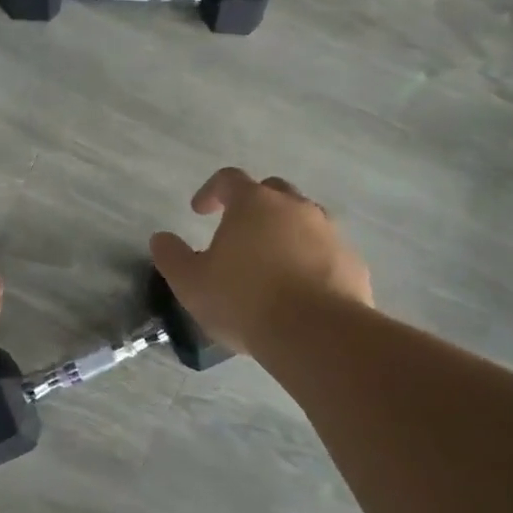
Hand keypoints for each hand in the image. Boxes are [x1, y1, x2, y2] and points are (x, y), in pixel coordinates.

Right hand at [150, 168, 372, 354]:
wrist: (316, 333)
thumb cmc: (244, 300)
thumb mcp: (191, 283)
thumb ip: (172, 257)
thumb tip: (161, 239)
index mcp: (254, 203)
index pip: (229, 179)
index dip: (211, 192)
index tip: (200, 211)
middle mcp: (295, 207)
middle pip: (273, 191)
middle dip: (254, 206)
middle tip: (239, 232)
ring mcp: (329, 232)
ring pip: (305, 220)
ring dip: (285, 233)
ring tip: (271, 265)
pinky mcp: (352, 262)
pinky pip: (326, 252)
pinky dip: (311, 261)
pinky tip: (300, 290)